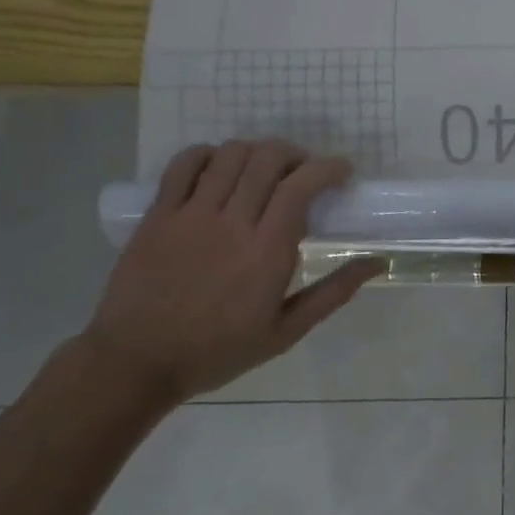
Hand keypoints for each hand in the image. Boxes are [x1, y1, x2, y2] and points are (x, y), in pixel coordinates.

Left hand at [81, 140, 379, 406]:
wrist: (137, 362)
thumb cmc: (220, 350)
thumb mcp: (287, 331)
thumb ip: (334, 293)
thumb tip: (377, 263)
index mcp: (267, 250)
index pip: (301, 186)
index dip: (327, 168)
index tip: (342, 171)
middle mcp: (231, 222)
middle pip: (267, 159)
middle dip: (295, 154)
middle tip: (304, 171)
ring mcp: (190, 215)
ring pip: (230, 155)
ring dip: (256, 151)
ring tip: (265, 168)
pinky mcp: (158, 215)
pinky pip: (184, 165)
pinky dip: (208, 155)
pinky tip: (220, 168)